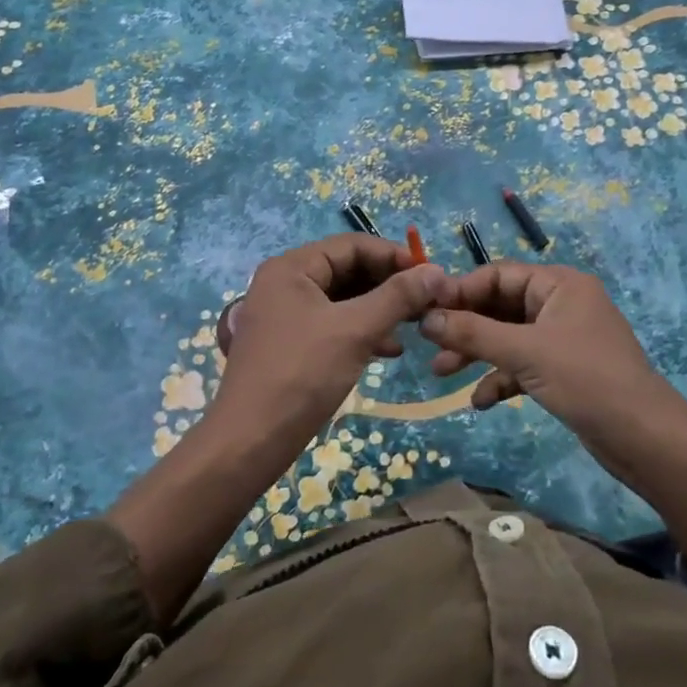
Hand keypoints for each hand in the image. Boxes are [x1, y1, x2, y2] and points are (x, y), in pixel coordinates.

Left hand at [214, 234, 449, 438]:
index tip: (430, 274)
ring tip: (415, 325)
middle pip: (347, 270)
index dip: (394, 256)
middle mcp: (285, 283)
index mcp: (291, 268)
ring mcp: (285, 314)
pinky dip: (361, 331)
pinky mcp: (290, 343)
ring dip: (379, 309)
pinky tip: (389, 350)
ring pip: (343, 299)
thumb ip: (397, 297)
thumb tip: (435, 271)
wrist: (250, 441)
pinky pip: (333, 323)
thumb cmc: (302, 374)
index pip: (352, 245)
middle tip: (426, 301)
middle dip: (388, 285)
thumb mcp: (355, 330)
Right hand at [418, 262, 678, 433]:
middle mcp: (560, 304)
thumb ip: (473, 333)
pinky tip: (481, 401)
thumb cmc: (586, 379)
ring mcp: (563, 338)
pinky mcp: (564, 370)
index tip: (424, 309)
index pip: (498, 275)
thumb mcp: (524, 352)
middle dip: (465, 327)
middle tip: (429, 346)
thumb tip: (425, 318)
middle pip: (500, 306)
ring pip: (508, 337)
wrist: (645, 438)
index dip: (460, 290)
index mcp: (559, 284)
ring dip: (477, 353)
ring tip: (442, 373)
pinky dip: (501, 377)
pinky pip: (522, 364)